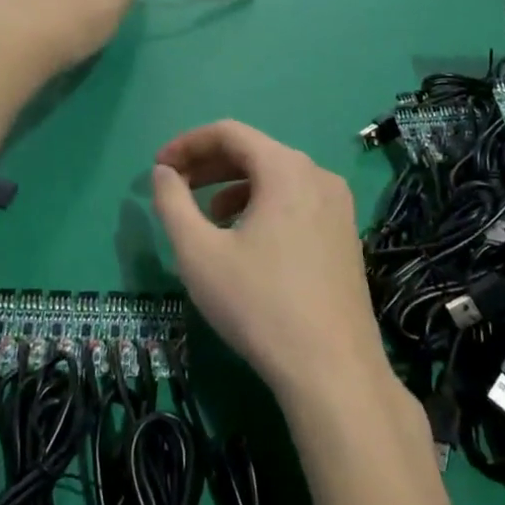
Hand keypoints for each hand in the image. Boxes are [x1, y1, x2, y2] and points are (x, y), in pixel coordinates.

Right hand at [151, 121, 389, 415]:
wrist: (333, 372)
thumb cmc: (258, 305)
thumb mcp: (199, 253)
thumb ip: (172, 203)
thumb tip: (163, 173)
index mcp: (286, 169)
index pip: (229, 133)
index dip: (187, 144)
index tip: (158, 168)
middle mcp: (318, 175)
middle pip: (254, 152)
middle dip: (209, 165)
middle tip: (174, 187)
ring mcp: (338, 206)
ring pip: (276, 178)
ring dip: (234, 187)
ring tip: (207, 217)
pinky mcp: (345, 235)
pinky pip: (296, 202)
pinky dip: (262, 206)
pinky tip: (245, 240)